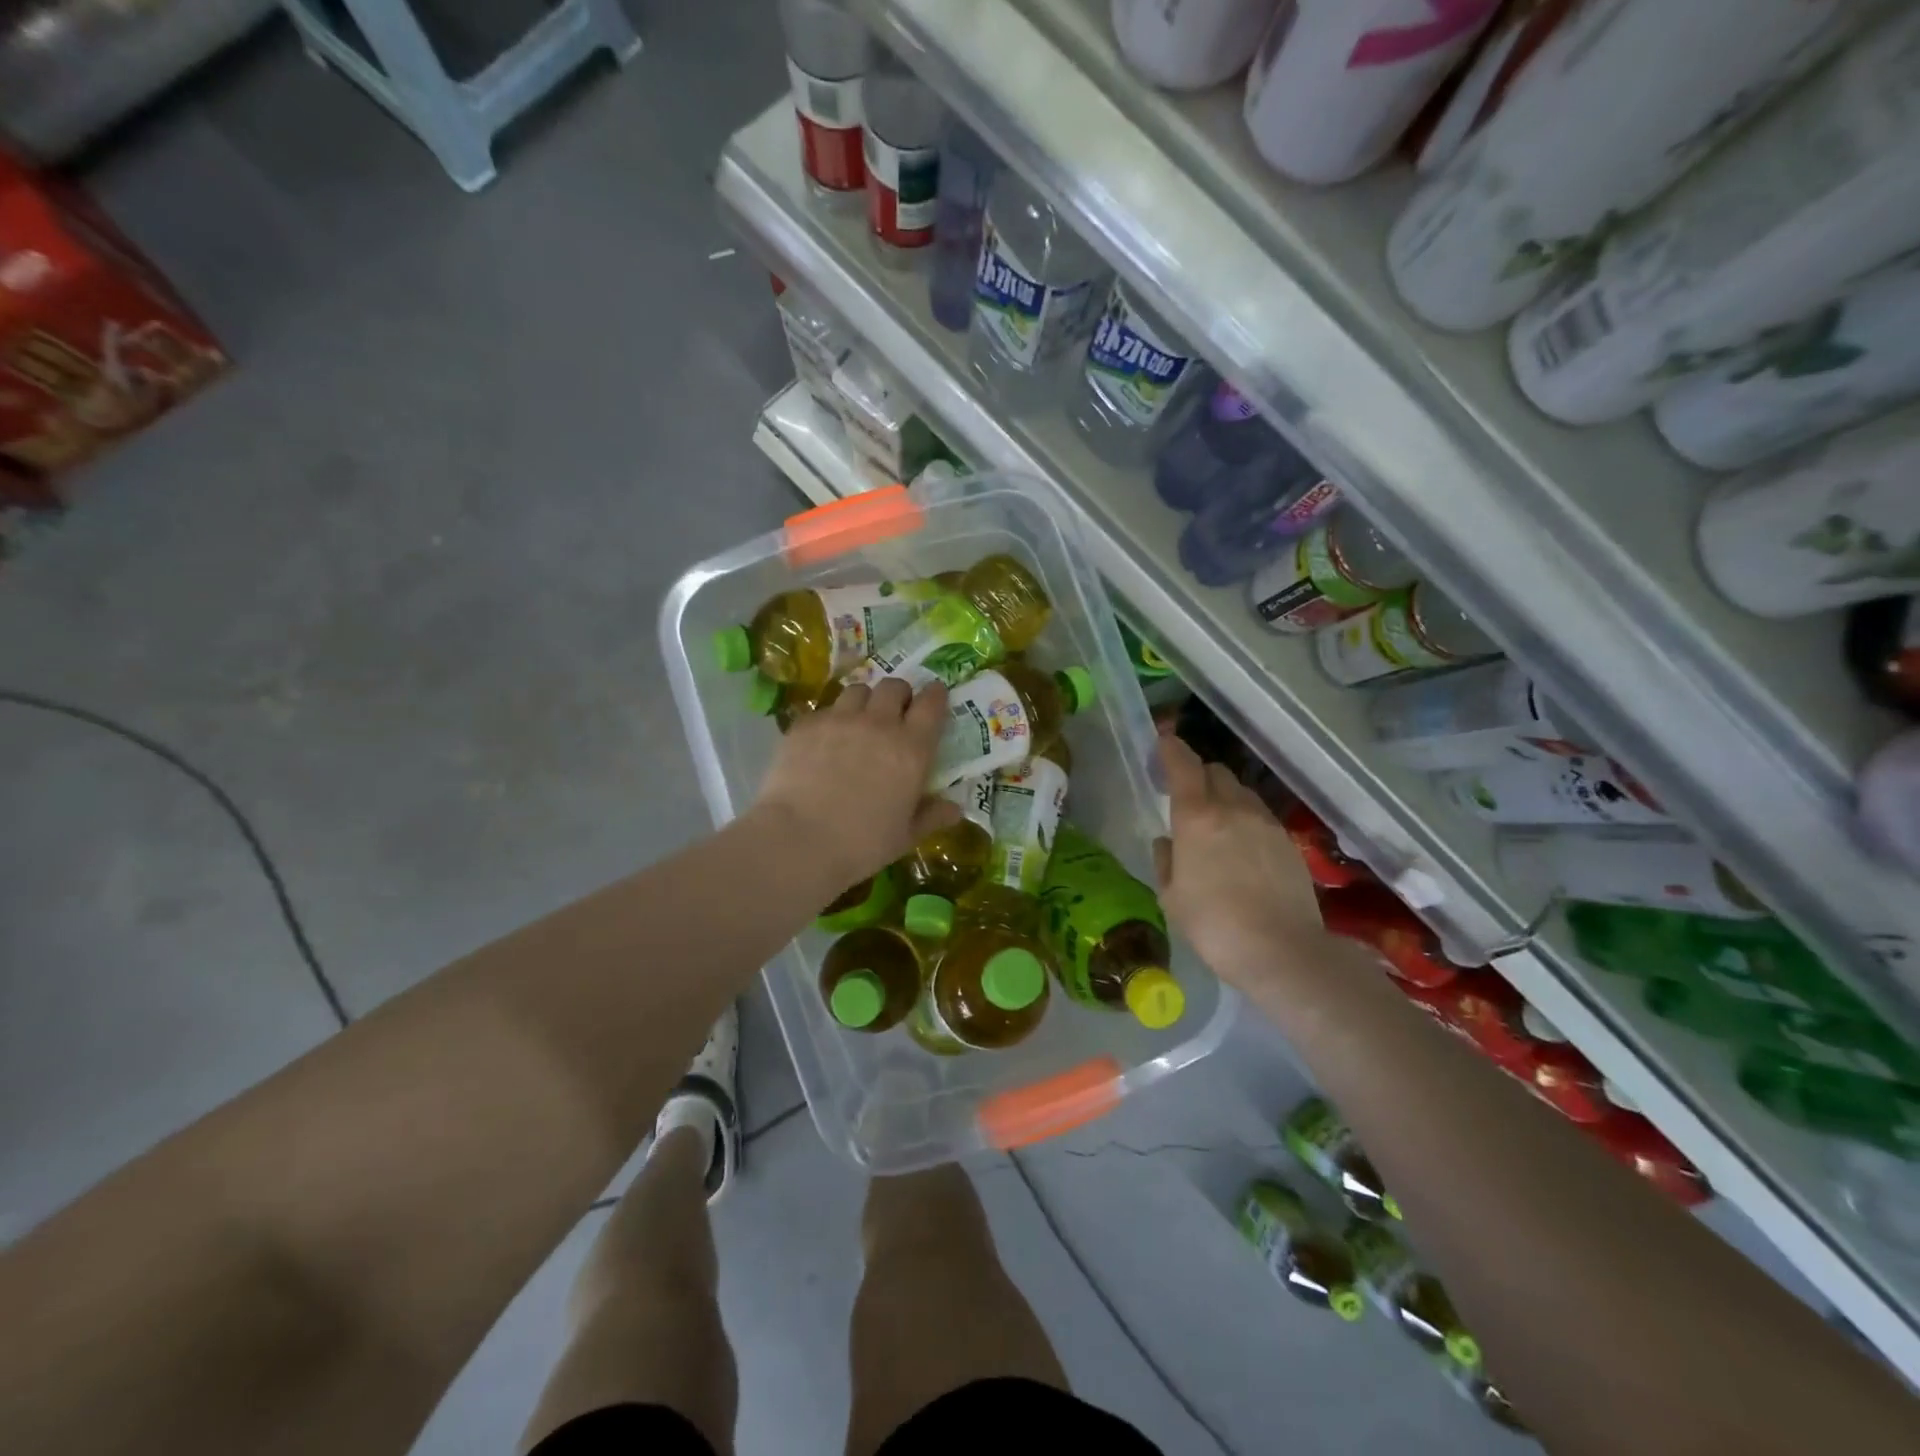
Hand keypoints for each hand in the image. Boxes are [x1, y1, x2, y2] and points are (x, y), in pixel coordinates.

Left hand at [754, 678, 961, 891]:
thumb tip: (955, 808)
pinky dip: (831, 719)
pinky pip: (825, 709)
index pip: (932, 703)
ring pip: (858, 690)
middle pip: (894, 687)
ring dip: (865, 701)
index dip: (936, 696)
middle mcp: (879, 723)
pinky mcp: (807, 725)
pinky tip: (824, 741)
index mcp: (912, 748)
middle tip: (895, 713)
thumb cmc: (862, 844)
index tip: (936, 697)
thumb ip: (932, 816)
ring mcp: (840, 719)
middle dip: (899, 695)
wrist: (799, 840)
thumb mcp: (905, 836)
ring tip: (859, 720)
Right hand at [1152, 732, 1323, 991]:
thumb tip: (1167, 841)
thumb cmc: (1213, 924)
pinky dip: (1246, 821)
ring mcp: (1266, 824)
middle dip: (1199, 776)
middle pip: (1216, 772)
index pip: (1183, 766)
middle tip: (1187, 797)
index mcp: (1197, 817)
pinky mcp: (1289, 843)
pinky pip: (1261, 818)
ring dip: (1225, 797)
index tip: (1163, 742)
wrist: (1282, 951)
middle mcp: (1233, 809)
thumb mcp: (1171, 896)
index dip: (1171, 750)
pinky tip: (1243, 851)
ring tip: (1217, 826)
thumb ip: (1166, 861)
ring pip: (1242, 793)